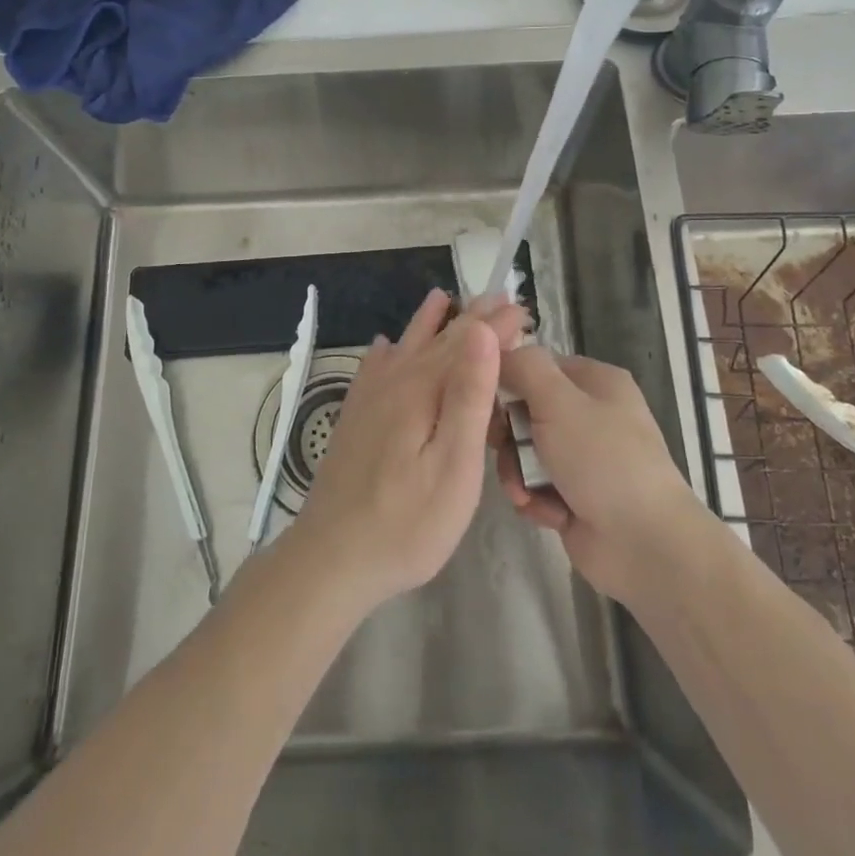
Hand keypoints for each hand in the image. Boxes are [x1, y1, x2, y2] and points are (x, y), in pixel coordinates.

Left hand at [290, 289, 526, 611]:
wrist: (332, 557)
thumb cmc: (407, 522)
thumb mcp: (453, 465)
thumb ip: (467, 395)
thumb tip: (480, 332)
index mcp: (422, 390)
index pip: (466, 344)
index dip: (496, 325)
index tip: (522, 307)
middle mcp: (393, 383)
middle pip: (437, 340)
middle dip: (471, 319)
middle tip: (498, 298)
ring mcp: (368, 400)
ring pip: (405, 347)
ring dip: (429, 324)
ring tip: (441, 299)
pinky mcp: (354, 419)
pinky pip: (373, 369)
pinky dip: (385, 352)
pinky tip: (384, 346)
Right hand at [492, 346, 710, 606]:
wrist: (644, 544)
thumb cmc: (602, 460)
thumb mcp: (558, 401)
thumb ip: (524, 367)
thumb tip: (497, 352)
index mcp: (596, 381)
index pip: (537, 366)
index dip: (508, 380)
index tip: (486, 400)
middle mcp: (591, 414)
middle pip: (526, 410)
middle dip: (509, 435)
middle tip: (502, 448)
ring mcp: (584, 458)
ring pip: (526, 452)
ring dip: (517, 472)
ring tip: (524, 492)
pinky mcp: (575, 497)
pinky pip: (536, 486)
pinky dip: (534, 499)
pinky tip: (543, 512)